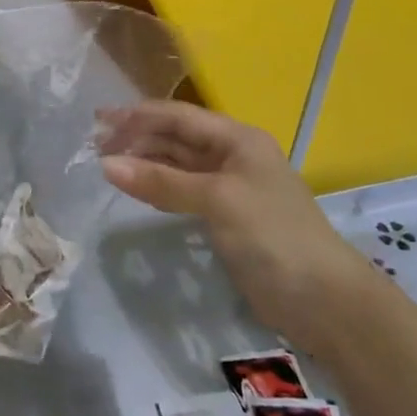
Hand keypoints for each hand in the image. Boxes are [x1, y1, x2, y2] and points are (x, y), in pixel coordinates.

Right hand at [100, 101, 374, 354]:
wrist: (323, 299)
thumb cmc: (272, 235)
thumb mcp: (217, 200)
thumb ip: (162, 181)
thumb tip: (105, 165)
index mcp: (238, 139)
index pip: (179, 116)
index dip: (138, 116)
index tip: (98, 120)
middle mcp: (232, 156)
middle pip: (176, 138)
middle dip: (137, 138)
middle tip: (94, 146)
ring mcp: (229, 187)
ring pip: (177, 165)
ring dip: (144, 162)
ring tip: (106, 165)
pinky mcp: (224, 217)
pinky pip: (182, 191)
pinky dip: (157, 187)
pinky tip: (135, 188)